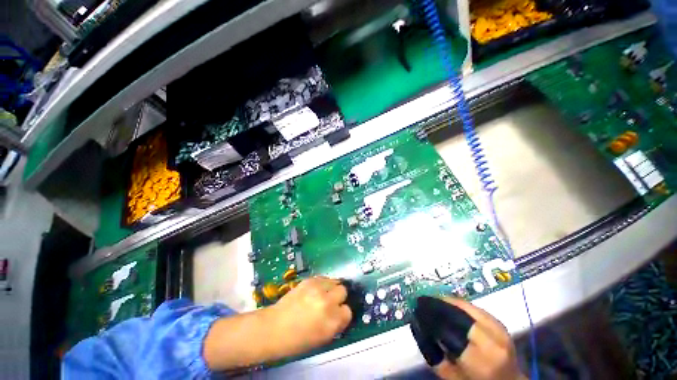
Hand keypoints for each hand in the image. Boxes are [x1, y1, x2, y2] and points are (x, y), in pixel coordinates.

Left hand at [268, 276, 352, 357]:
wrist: (274, 328)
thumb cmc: (297, 340)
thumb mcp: (322, 338)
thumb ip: (336, 324)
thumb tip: (342, 313)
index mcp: (332, 322)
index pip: (348, 311)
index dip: (342, 313)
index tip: (337, 314)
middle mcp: (327, 302)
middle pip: (343, 291)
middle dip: (339, 297)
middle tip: (330, 302)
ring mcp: (318, 289)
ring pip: (335, 281)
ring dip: (331, 288)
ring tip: (323, 294)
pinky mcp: (309, 280)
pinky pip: (323, 278)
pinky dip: (322, 284)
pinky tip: (315, 290)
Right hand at [411, 296, 525, 379]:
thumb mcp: (451, 378)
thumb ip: (434, 355)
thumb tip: (418, 326)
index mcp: (480, 359)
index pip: (448, 327)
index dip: (430, 315)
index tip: (417, 308)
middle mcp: (493, 339)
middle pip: (457, 311)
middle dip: (437, 304)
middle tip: (422, 301)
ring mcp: (498, 328)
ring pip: (465, 305)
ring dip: (445, 301)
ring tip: (432, 300)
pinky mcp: (498, 321)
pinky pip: (473, 306)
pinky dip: (457, 304)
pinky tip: (446, 304)